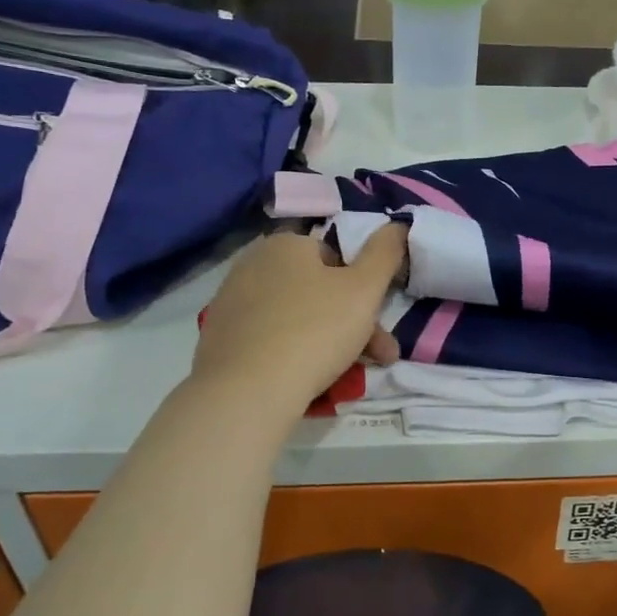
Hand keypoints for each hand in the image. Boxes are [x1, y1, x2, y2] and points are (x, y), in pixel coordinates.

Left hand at [193, 224, 407, 409]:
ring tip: (349, 376)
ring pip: (296, 316)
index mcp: (286, 244)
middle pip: (317, 289)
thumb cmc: (314, 331)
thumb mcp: (364, 289)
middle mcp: (253, 263)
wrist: (246, 391)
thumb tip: (397, 224)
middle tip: (378, 356)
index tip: (380, 322)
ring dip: (328, 340)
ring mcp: (231, 301)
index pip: (336, 256)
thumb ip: (385, 253)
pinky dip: (291, 352)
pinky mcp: (219, 337)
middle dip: (353, 322)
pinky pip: (268, 337)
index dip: (363, 287)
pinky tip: (305, 378)